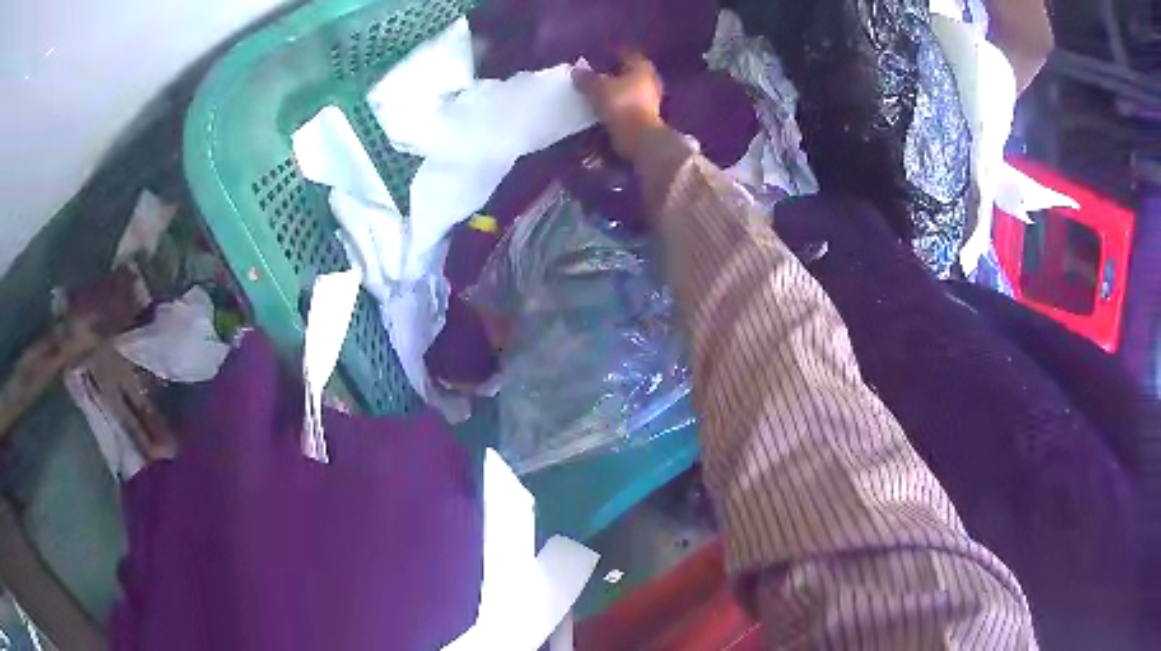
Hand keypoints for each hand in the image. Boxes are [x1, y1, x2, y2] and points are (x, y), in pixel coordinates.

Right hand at [572, 52, 664, 161]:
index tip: (602, 54)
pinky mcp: (646, 117)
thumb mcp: (597, 88)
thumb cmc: (621, 104)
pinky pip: (628, 106)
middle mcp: (649, 82)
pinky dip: (617, 105)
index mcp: (641, 68)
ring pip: (629, 90)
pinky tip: (604, 108)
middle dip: (615, 73)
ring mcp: (650, 101)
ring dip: (616, 91)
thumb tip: (576, 71)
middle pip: (629, 73)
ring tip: (597, 92)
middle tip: (598, 73)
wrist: (638, 137)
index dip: (614, 53)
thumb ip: (586, 78)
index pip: (628, 54)